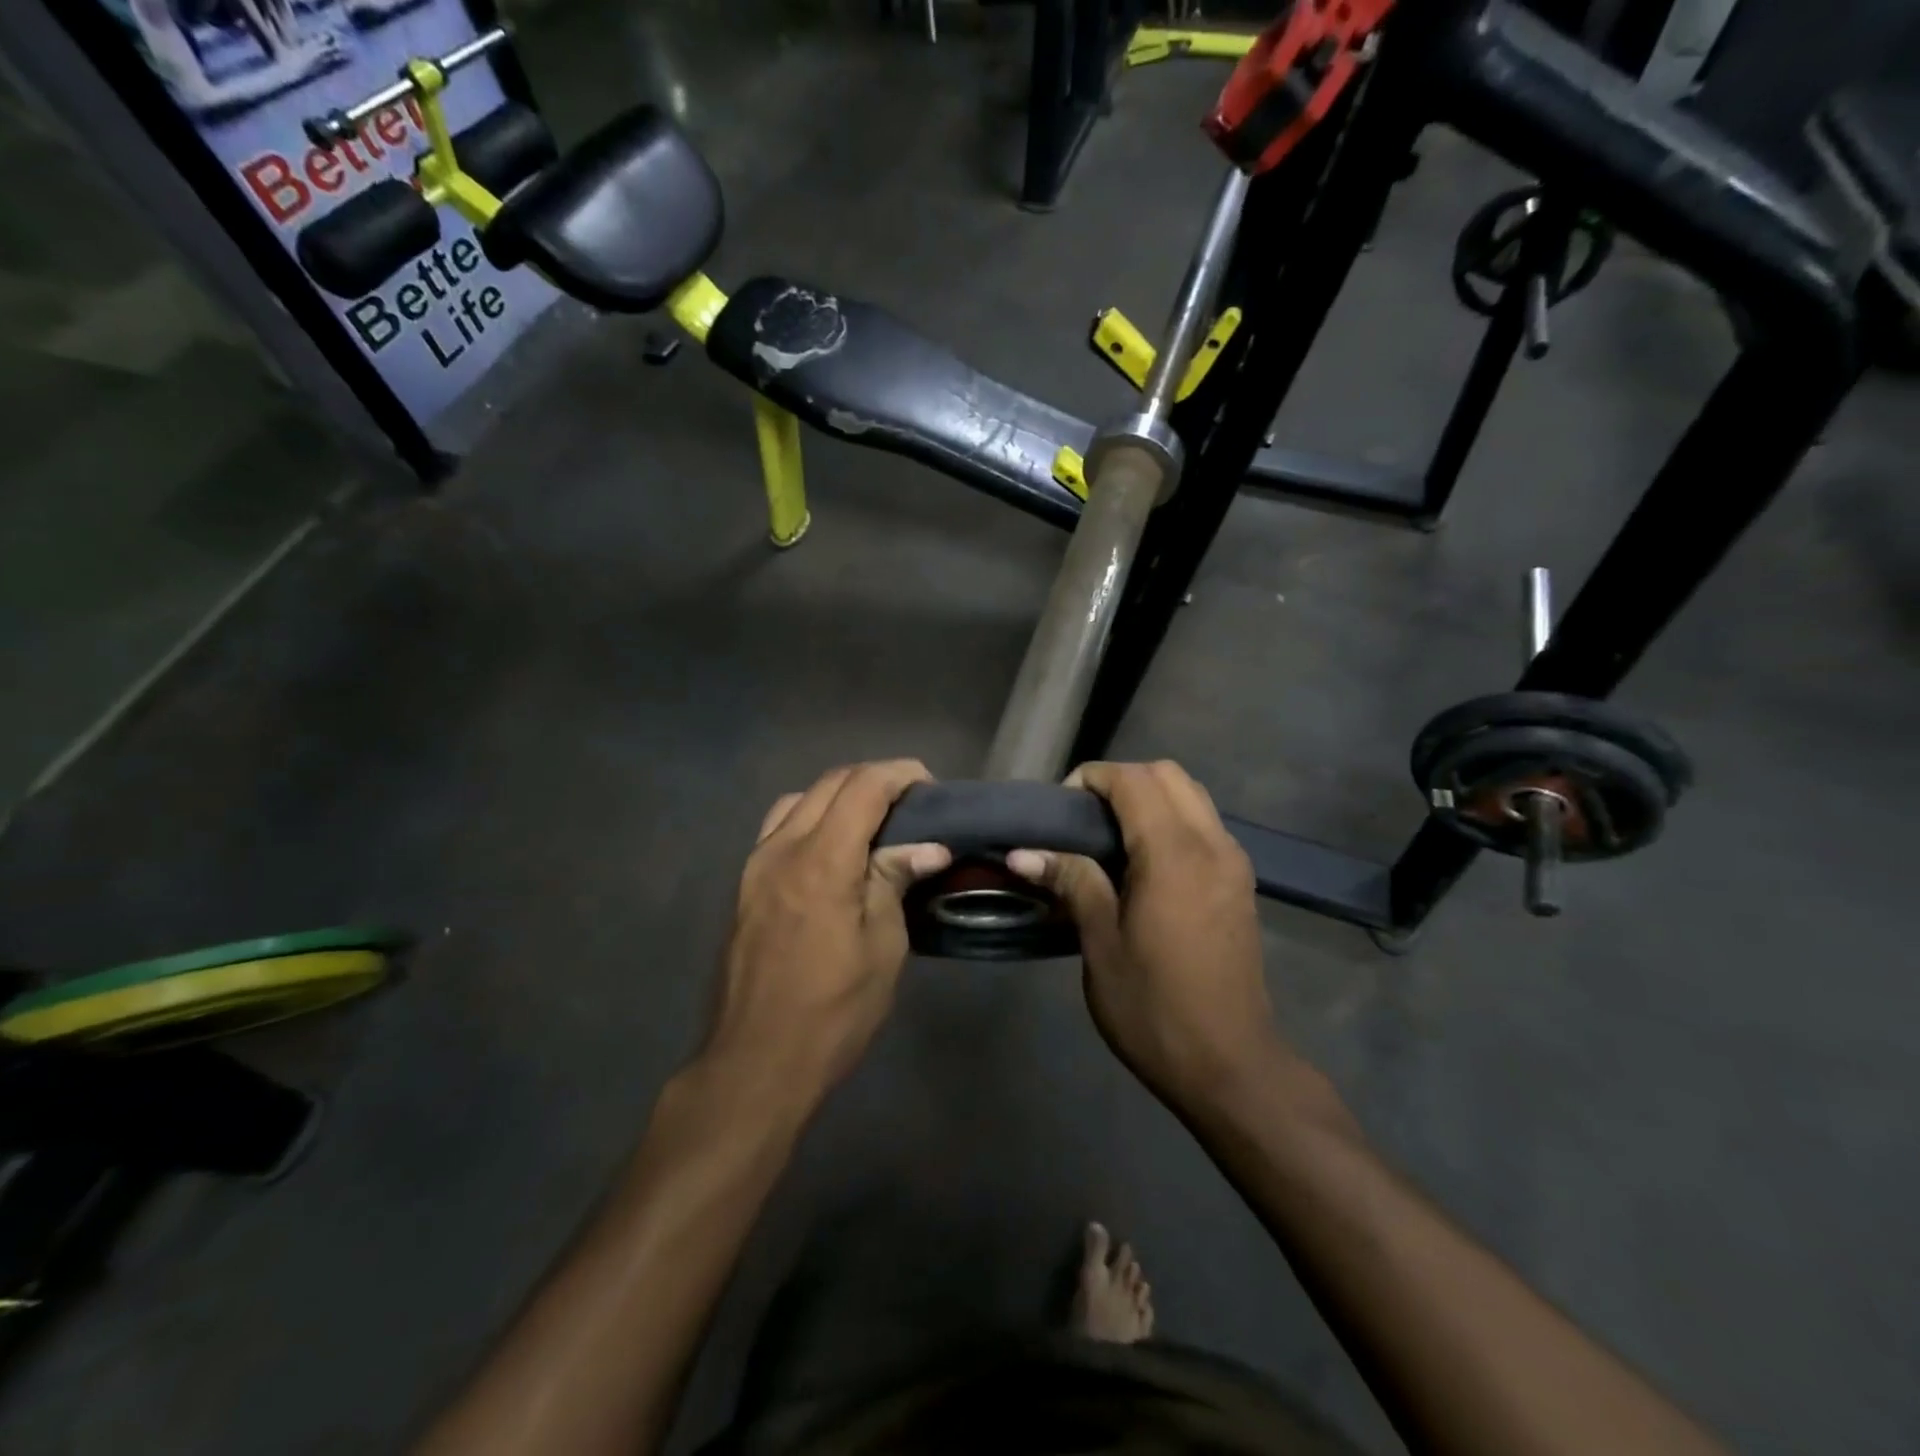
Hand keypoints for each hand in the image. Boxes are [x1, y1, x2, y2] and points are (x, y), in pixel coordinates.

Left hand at [707, 761, 950, 1097]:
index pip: (863, 787)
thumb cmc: (833, 1010)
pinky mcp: (745, 885)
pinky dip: (812, 816)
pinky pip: (780, 826)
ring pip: (800, 799)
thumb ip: (895, 881)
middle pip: (830, 783)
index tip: (931, 787)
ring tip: (874, 821)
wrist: (757, 1061)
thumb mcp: (882, 947)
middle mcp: (782, 848)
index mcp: (821, 861)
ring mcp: (756, 864)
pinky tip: (833, 848)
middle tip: (912, 803)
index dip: (901, 774)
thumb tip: (929, 846)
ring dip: (840, 795)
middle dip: (875, 779)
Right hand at [1010, 761, 1282, 1110]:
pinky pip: (1204, 823)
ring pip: (1191, 794)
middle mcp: (1212, 844)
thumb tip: (1023, 852)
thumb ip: (1072, 882)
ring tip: (1110, 837)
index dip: (1092, 779)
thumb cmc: (1155, 1008)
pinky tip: (1143, 861)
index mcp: (1174, 854)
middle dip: (1121, 780)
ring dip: (1149, 796)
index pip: (1133, 781)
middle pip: (1168, 774)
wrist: (1231, 1065)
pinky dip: (1172, 818)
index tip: (1060, 808)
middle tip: (1084, 818)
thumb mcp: (1101, 945)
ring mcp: (1233, 861)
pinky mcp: (1240, 881)